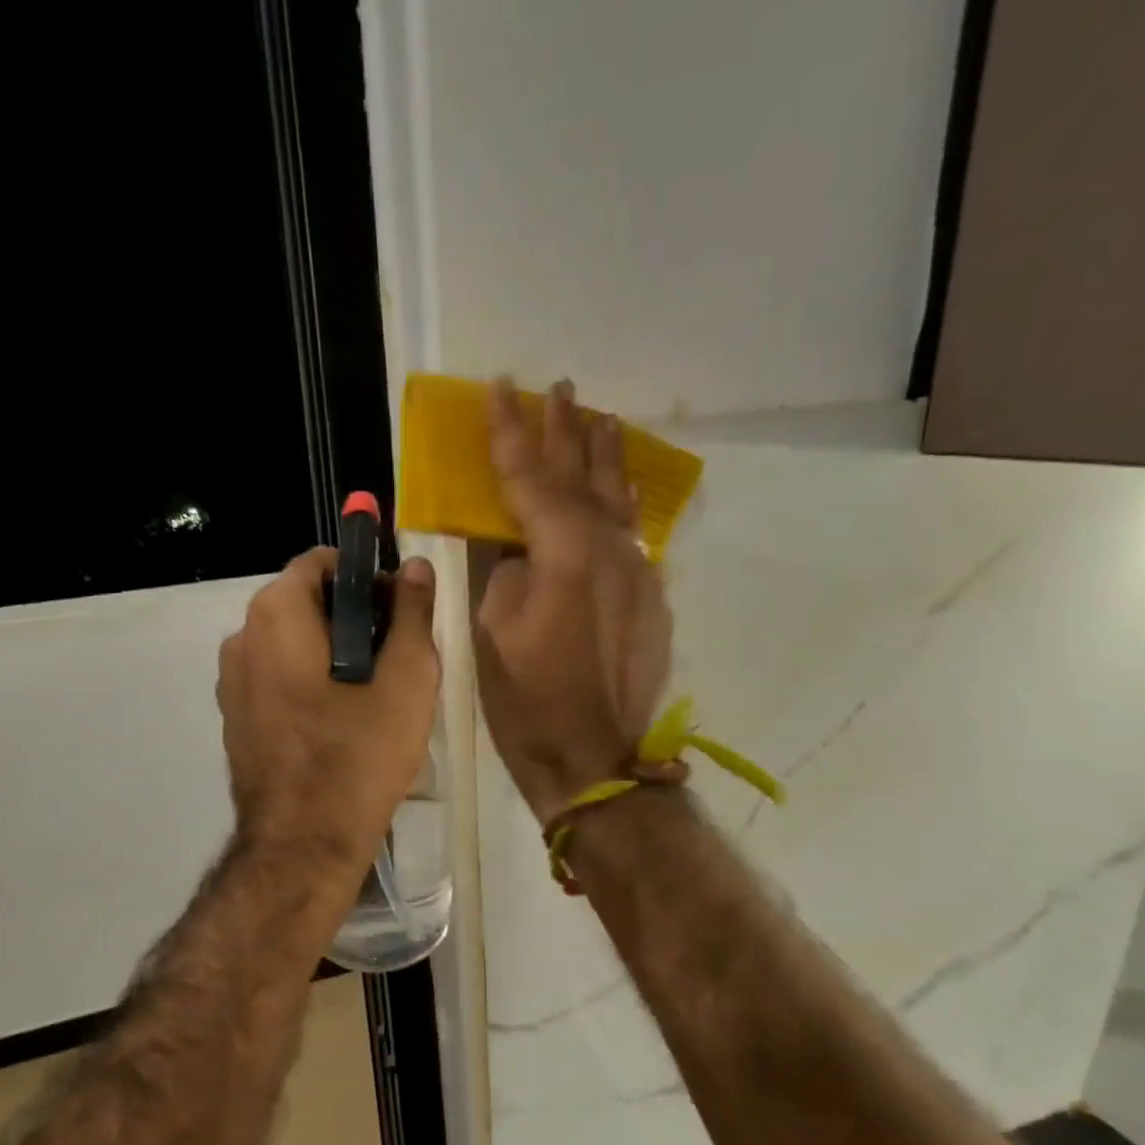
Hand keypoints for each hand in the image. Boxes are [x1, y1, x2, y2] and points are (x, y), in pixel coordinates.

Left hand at [218, 547, 439, 868]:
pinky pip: (278, 679)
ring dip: (333, 653)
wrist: (304, 846)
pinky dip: (309, 683)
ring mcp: (231, 682)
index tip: (401, 613)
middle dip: (354, 618)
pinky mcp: (234, 719)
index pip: (323, 563)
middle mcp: (240, 638)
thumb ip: (413, 614)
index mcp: (276, 615)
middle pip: (306, 603)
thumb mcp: (406, 680)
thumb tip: (417, 567)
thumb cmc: (359, 755)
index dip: (368, 578)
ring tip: (375, 695)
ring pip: (292, 644)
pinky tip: (341, 723)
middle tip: (397, 658)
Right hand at [475, 378, 672, 826]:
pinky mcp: (651, 601)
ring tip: (600, 420)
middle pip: (585, 477)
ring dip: (605, 458)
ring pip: (619, 502)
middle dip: (568, 430)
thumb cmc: (528, 702)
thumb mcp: (492, 633)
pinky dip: (616, 508)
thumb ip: (507, 574)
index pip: (532, 478)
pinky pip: (630, 539)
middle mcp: (612, 552)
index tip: (501, 386)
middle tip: (560, 388)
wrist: (593, 758)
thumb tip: (521, 550)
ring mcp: (639, 575)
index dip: (511, 432)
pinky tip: (611, 498)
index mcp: (565, 556)